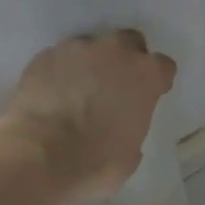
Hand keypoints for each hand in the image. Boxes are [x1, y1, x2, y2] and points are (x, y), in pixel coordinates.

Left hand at [0, 30, 177, 200]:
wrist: (40, 156)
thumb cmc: (95, 162)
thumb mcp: (131, 154)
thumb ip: (133, 128)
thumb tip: (122, 129)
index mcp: (145, 76)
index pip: (163, 66)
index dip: (157, 80)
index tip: (150, 94)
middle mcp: (115, 52)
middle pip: (129, 42)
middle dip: (125, 59)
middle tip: (115, 85)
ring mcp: (77, 49)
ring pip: (91, 48)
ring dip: (90, 64)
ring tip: (78, 91)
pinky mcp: (45, 56)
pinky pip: (60, 58)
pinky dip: (61, 72)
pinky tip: (53, 94)